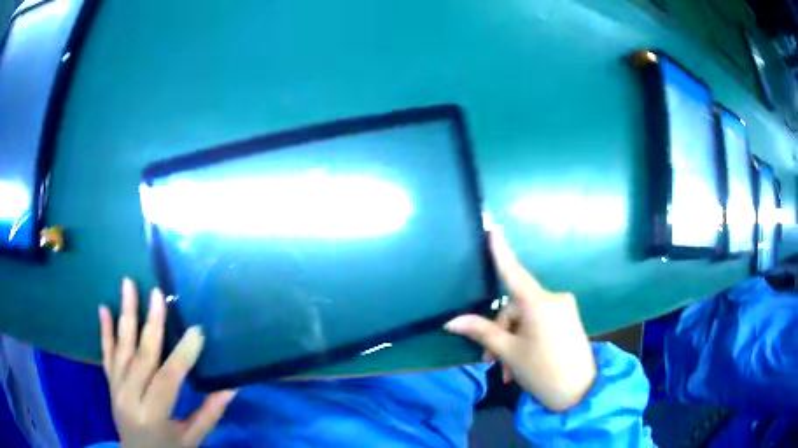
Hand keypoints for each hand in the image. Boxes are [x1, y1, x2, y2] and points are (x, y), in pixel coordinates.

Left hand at [98, 278, 235, 447]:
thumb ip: (209, 414)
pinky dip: (105, 331)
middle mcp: (130, 397)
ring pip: (121, 348)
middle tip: (158, 294)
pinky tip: (103, 308)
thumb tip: (230, 387)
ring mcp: (116, 387)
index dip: (183, 355)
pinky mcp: (110, 382)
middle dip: (152, 324)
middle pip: (141, 356)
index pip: (168, 379)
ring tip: (128, 284)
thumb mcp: (192, 440)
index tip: (197, 331)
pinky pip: (106, 353)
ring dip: (125, 315)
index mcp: (153, 415)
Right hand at [445, 229, 595, 411]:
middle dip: (500, 333)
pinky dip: (527, 339)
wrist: (579, 392)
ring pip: (526, 319)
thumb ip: (482, 332)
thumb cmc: (542, 370)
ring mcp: (564, 309)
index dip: (501, 251)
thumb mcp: (509, 352)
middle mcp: (554, 299)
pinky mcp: (568, 320)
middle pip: (515, 308)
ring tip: (507, 369)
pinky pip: (540, 323)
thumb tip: (452, 322)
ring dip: (512, 341)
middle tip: (490, 361)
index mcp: (539, 303)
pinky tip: (521, 363)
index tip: (492, 228)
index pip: (514, 272)